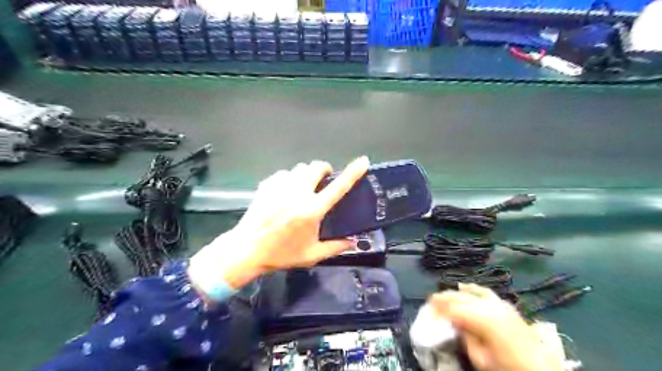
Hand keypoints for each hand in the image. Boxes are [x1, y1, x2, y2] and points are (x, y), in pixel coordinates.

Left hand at [188, 157, 369, 289]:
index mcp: (312, 210)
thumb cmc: (282, 254)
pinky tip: (286, 191)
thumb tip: (354, 242)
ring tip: (304, 187)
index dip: (353, 173)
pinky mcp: (267, 185)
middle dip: (324, 169)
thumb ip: (336, 247)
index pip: (338, 187)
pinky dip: (289, 178)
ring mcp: (280, 187)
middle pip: (316, 167)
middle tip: (324, 180)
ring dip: (306, 174)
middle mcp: (298, 194)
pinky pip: (283, 173)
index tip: (363, 161)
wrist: (247, 250)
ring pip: (299, 168)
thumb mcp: (312, 255)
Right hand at [430, 284, 562, 370]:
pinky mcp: (506, 306)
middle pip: (461, 298)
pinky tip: (465, 287)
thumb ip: (466, 338)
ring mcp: (499, 304)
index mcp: (483, 320)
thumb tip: (455, 324)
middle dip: (444, 299)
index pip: (453, 310)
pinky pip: (486, 292)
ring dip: (456, 293)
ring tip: (443, 295)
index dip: (438, 310)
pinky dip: (473, 289)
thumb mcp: (481, 359)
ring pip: (471, 293)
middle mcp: (490, 307)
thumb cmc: (508, 368)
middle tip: (430, 301)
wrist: (541, 370)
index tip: (428, 312)